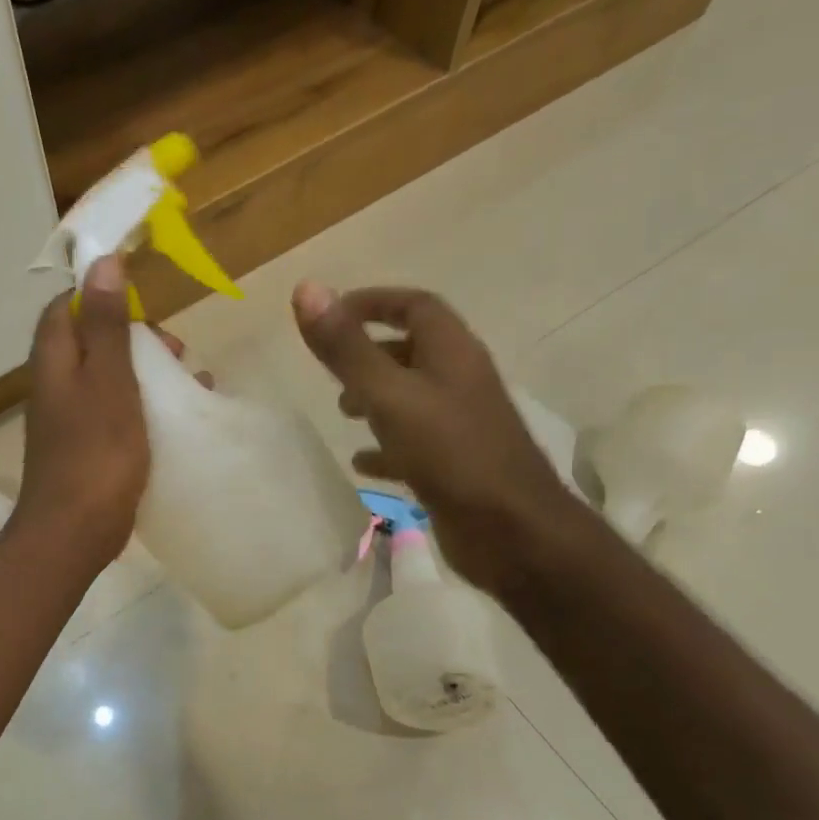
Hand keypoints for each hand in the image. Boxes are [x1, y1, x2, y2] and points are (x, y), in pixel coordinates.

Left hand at [16, 257, 150, 573]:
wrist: (74, 532)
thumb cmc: (96, 453)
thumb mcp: (109, 380)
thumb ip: (106, 325)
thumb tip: (103, 263)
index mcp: (54, 361)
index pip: (67, 307)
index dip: (102, 295)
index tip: (144, 301)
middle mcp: (55, 385)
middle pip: (91, 341)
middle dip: (135, 337)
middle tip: (175, 348)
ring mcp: (69, 420)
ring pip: (107, 378)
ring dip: (145, 372)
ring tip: (188, 379)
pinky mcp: (86, 449)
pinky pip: (115, 412)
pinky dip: (143, 406)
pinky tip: (175, 419)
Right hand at [292, 282, 577, 595]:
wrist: (511, 531)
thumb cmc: (451, 454)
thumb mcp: (389, 396)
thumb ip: (347, 348)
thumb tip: (306, 288)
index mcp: (452, 353)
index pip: (415, 306)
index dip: (374, 302)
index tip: (332, 314)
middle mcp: (460, 381)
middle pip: (414, 351)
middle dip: (370, 354)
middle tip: (332, 371)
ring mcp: (461, 425)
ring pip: (412, 398)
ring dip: (376, 399)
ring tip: (342, 413)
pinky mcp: (456, 465)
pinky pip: (414, 444)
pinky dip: (386, 446)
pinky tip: (362, 463)